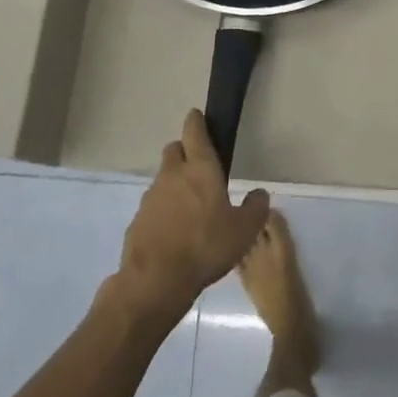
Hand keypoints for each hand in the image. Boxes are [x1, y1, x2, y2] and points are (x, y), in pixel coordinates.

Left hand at [109, 110, 269, 330]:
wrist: (156, 280)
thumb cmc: (206, 247)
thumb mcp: (244, 230)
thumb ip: (255, 208)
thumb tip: (259, 194)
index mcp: (199, 169)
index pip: (194, 131)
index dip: (197, 121)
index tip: (198, 116)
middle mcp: (172, 175)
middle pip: (174, 149)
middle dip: (185, 151)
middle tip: (199, 167)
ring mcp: (151, 196)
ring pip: (164, 178)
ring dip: (174, 183)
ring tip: (190, 206)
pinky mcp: (138, 219)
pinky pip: (154, 204)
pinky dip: (164, 209)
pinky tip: (175, 230)